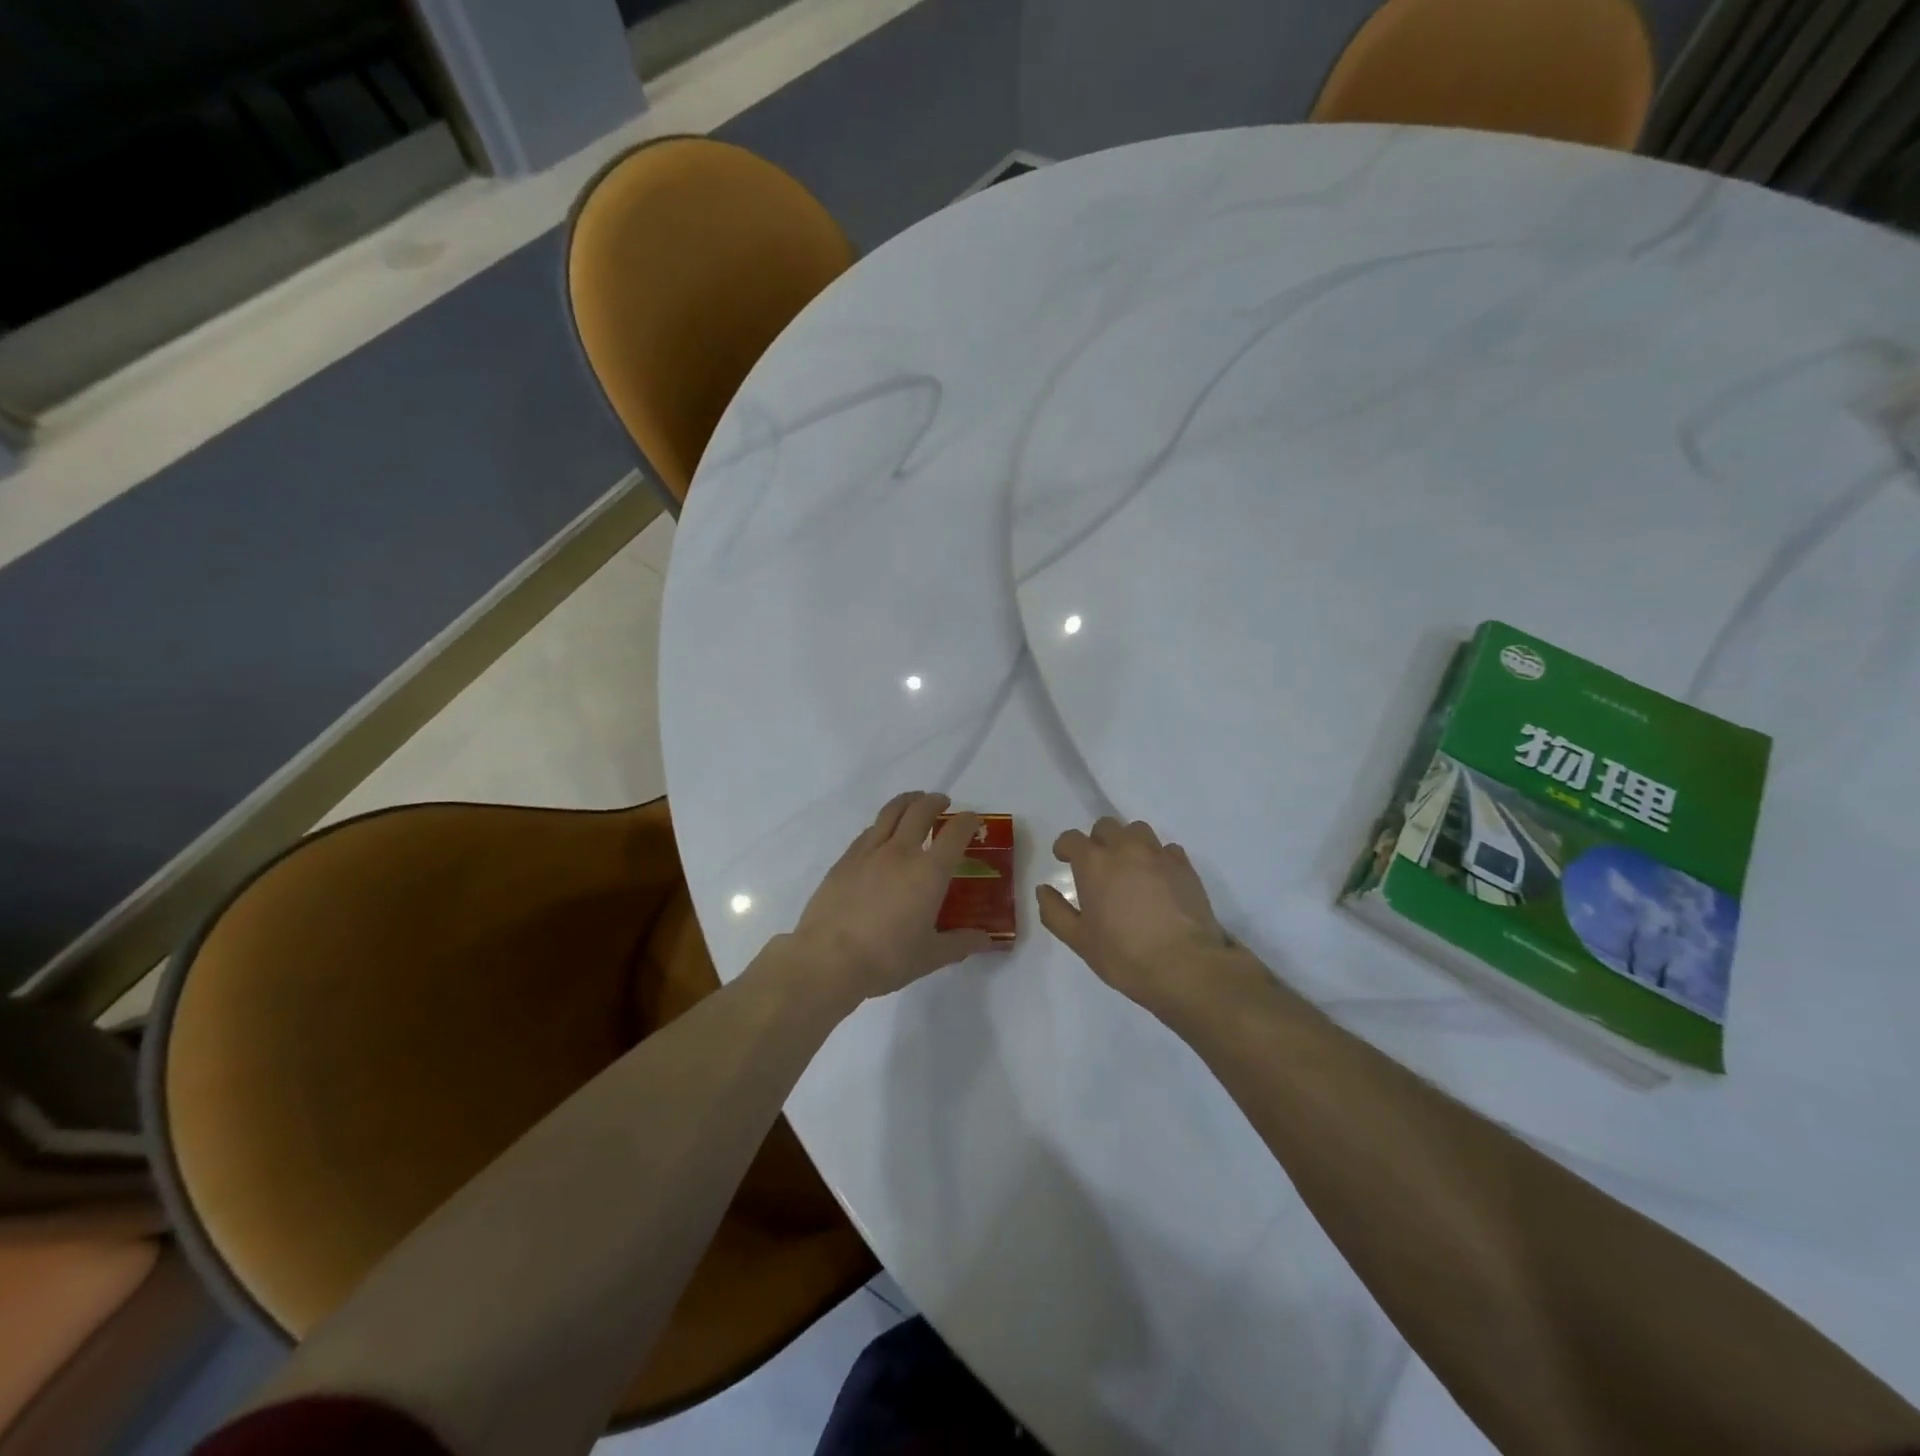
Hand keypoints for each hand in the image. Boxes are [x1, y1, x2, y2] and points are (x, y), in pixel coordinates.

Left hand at [789, 792, 995, 1004]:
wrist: (827, 960)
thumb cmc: (886, 959)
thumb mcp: (930, 956)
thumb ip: (960, 944)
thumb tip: (985, 940)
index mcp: (929, 872)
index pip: (955, 833)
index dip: (968, 821)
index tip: (973, 821)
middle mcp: (901, 852)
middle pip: (921, 810)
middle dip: (936, 801)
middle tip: (943, 803)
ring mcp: (869, 852)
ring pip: (891, 812)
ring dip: (908, 801)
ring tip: (914, 803)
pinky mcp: (844, 860)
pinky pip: (869, 831)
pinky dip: (883, 824)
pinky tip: (882, 835)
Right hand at [1037, 817, 1233, 1012]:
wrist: (1185, 965)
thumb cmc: (1124, 955)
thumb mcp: (1079, 940)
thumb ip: (1054, 912)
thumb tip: (1043, 889)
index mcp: (1094, 863)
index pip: (1071, 838)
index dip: (1064, 847)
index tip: (1064, 859)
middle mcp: (1125, 848)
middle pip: (1106, 826)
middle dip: (1097, 840)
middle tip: (1098, 865)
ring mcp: (1158, 854)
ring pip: (1138, 830)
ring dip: (1128, 842)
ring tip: (1129, 867)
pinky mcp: (1184, 866)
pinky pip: (1166, 849)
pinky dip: (1157, 857)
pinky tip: (1159, 880)